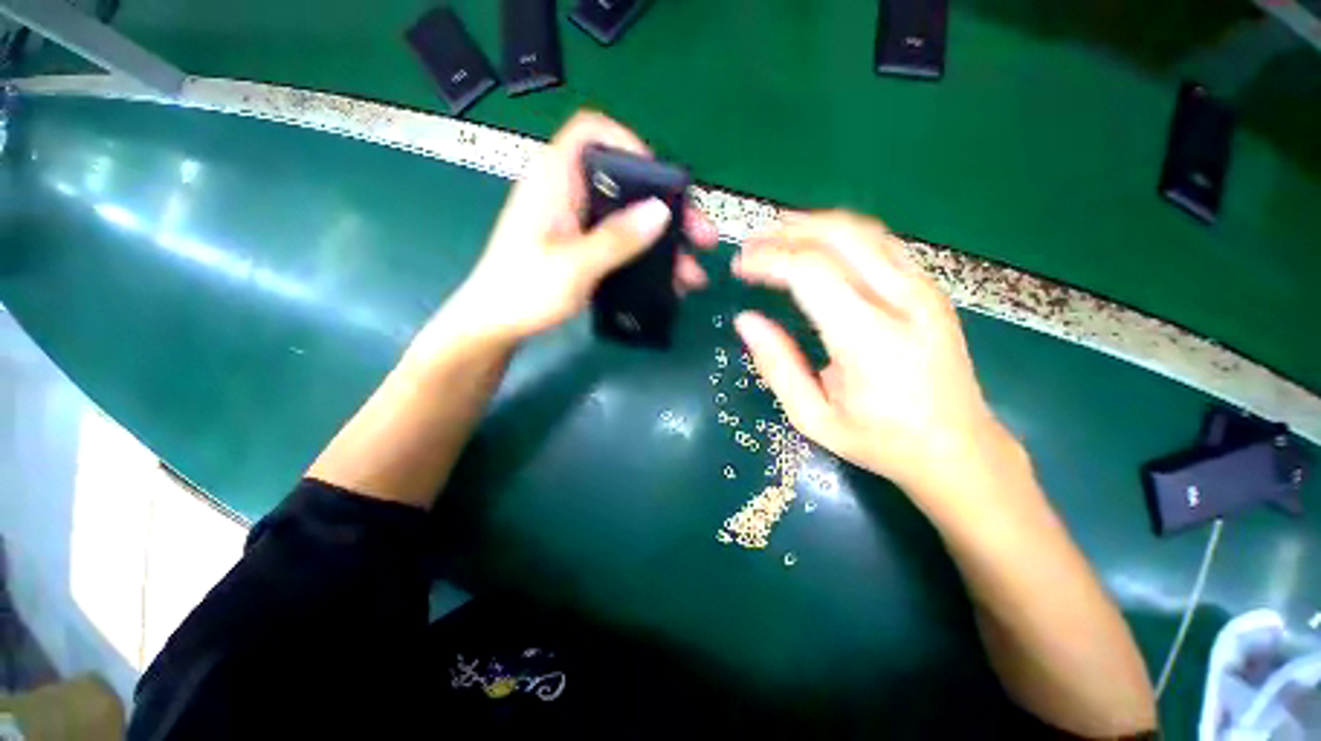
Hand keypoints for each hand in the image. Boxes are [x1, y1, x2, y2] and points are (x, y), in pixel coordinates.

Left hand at [449, 111, 716, 343]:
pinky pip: (621, 244)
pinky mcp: (581, 248)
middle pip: (625, 184)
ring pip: (629, 219)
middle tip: (701, 236)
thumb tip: (661, 212)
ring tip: (693, 273)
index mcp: (555, 181)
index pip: (592, 132)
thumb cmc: (524, 291)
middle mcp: (568, 194)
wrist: (495, 326)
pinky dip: (645, 258)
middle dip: (668, 209)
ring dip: (663, 243)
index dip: (630, 143)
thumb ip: (617, 239)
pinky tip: (668, 282)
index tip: (661, 179)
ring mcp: (576, 224)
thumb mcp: (574, 266)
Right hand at [732, 211, 1016, 505]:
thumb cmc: (881, 440)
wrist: (959, 448)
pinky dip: (841, 235)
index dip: (769, 260)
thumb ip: (777, 365)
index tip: (739, 267)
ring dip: (813, 225)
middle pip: (839, 235)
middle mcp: (903, 301)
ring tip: (777, 235)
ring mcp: (924, 289)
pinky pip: (881, 244)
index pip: (811, 272)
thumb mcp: (813, 416)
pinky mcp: (930, 289)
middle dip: (787, 231)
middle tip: (753, 243)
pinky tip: (818, 246)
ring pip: (864, 230)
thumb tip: (746, 320)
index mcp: (869, 339)